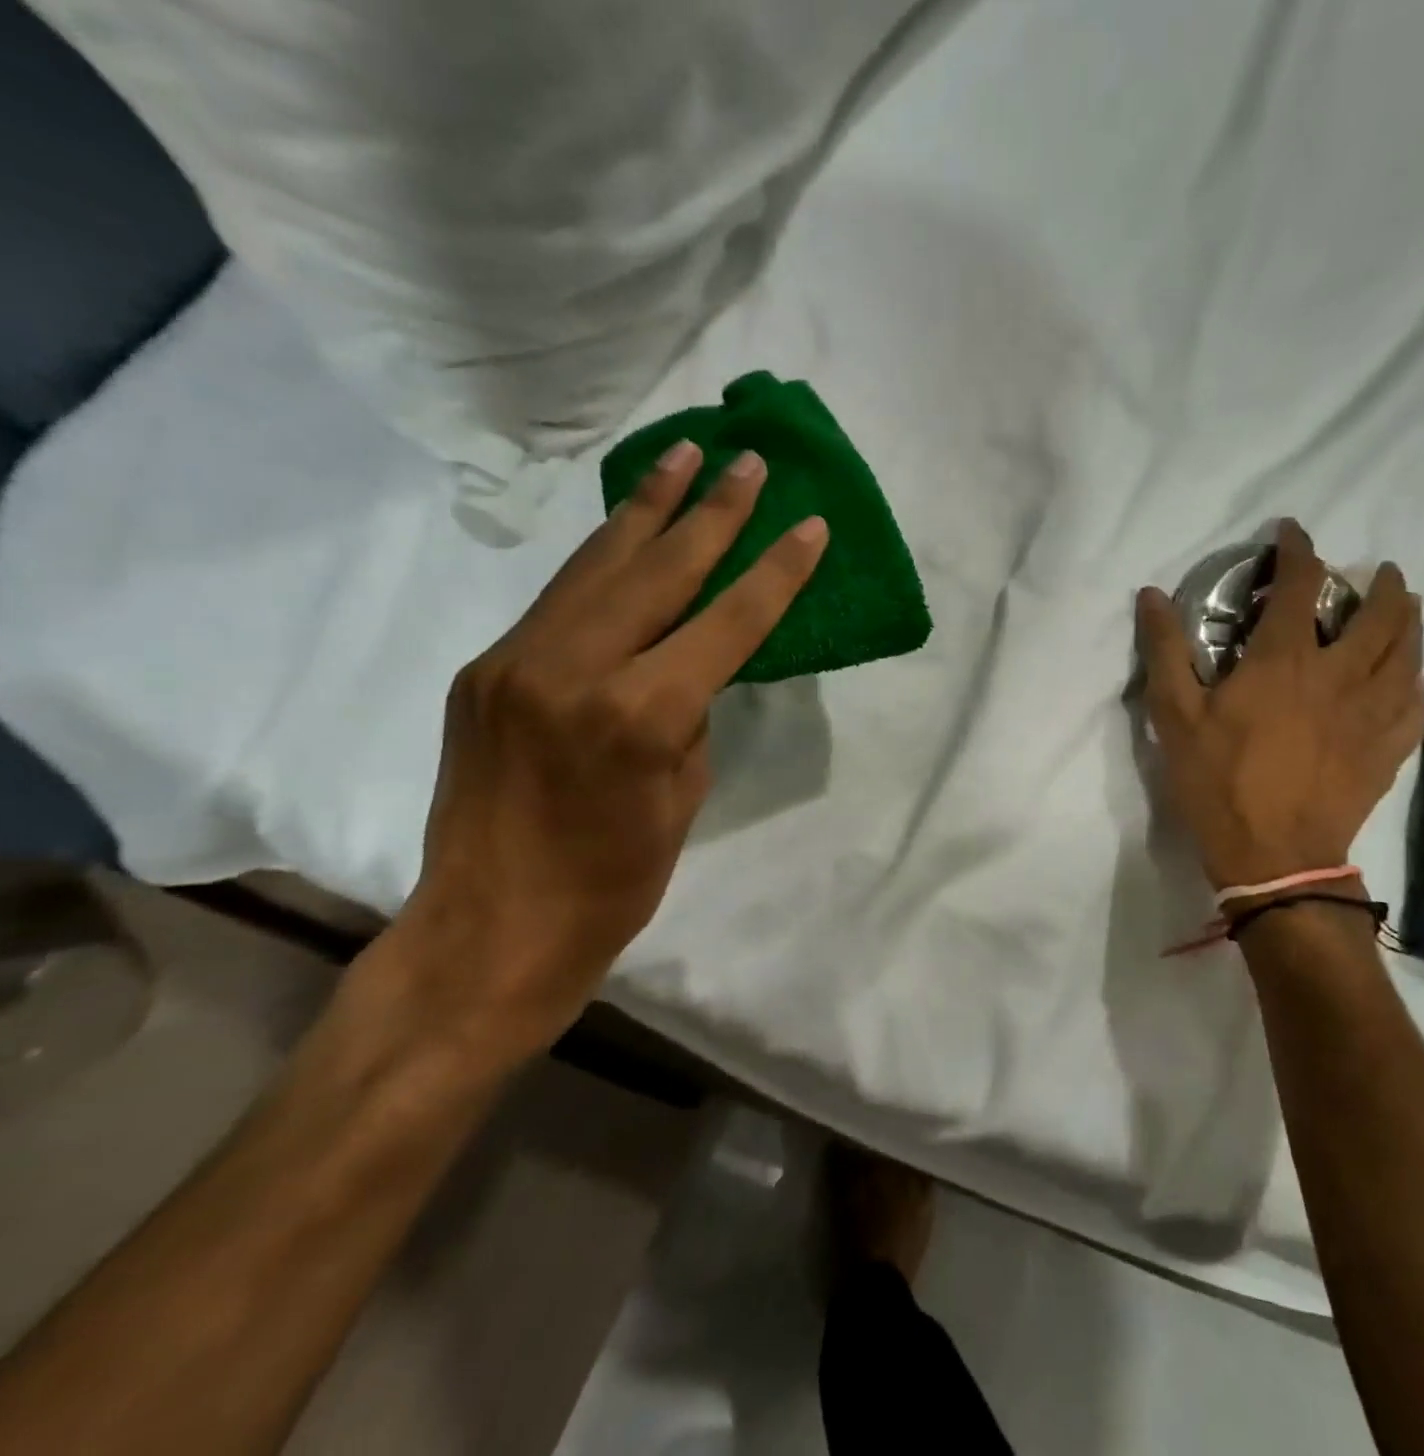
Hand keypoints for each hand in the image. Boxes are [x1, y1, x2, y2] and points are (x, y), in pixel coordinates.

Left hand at [389, 443, 826, 1062]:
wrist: (492, 930)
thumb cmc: (613, 883)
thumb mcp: (683, 796)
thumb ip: (690, 714)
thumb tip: (689, 664)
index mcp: (639, 714)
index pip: (726, 622)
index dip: (775, 572)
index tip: (809, 525)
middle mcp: (573, 669)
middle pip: (659, 570)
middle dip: (713, 512)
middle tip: (748, 462)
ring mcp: (516, 662)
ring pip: (597, 566)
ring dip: (646, 510)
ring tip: (681, 456)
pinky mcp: (484, 670)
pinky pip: (558, 600)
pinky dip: (602, 561)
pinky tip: (627, 534)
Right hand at [1136, 520, 1423, 892]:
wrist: (1273, 855)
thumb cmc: (1218, 782)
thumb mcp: (1175, 717)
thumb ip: (1166, 651)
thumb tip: (1151, 595)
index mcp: (1285, 661)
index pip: (1301, 585)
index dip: (1299, 549)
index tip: (1292, 532)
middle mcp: (1340, 675)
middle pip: (1379, 613)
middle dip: (1379, 583)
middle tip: (1374, 573)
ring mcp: (1373, 712)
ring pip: (1409, 651)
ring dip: (1408, 620)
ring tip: (1402, 609)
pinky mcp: (1389, 748)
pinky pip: (1418, 699)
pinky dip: (1417, 675)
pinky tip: (1411, 674)